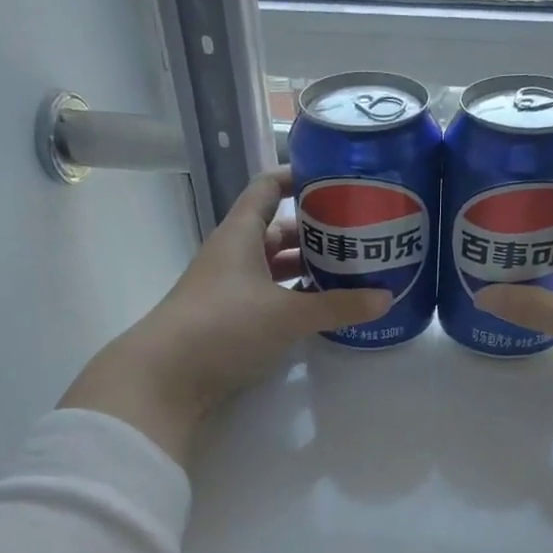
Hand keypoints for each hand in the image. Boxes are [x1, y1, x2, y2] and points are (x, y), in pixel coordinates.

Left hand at [60, 169, 387, 463]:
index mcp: (241, 235)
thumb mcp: (288, 314)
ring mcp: (231, 288)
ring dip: (307, 267)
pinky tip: (323, 307)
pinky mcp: (231, 319)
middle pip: (278, 230)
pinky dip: (296, 297)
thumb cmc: (225, 325)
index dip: (297, 177)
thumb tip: (385, 298)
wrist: (167, 376)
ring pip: (275, 266)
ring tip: (350, 269)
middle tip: (358, 232)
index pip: (268, 188)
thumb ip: (337, 306)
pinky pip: (271, 296)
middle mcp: (234, 255)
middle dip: (315, 230)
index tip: (334, 176)